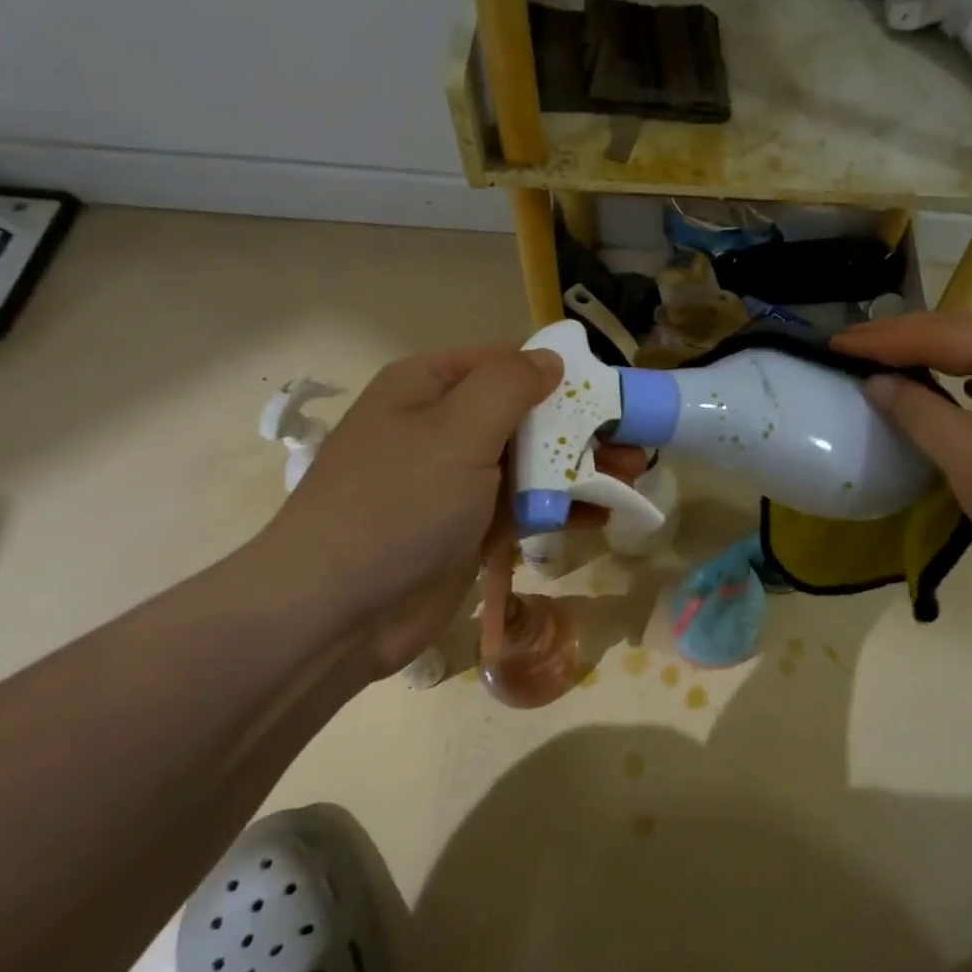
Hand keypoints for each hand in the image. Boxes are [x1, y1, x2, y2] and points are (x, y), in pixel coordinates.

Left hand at [242, 346, 638, 677]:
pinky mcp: (467, 528)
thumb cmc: (398, 503)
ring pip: (530, 462)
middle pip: (524, 414)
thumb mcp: (457, 429)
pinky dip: (560, 507)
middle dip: (581, 428)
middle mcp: (440, 426)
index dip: (560, 373)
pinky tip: (602, 515)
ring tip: (632, 479)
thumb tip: (551, 359)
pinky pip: (523, 506)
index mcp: (428, 387)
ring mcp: (454, 481)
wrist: (337, 611)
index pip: (505, 362)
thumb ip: (510, 386)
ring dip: (580, 469)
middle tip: (634, 444)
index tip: (611, 392)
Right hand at [834, 311, 971, 592]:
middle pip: (955, 331)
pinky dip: (959, 375)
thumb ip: (915, 410)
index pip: (932, 333)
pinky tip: (946, 387)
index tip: (832, 345)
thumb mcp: (965, 453)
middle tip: (851, 347)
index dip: (878, 341)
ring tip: (886, 360)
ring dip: (929, 354)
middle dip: (900, 339)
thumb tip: (877, 382)